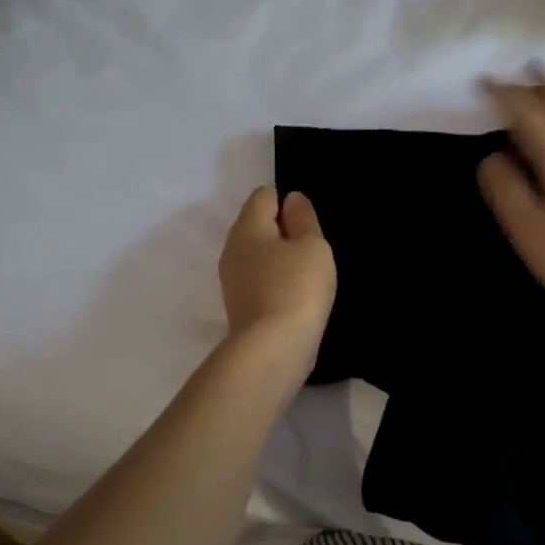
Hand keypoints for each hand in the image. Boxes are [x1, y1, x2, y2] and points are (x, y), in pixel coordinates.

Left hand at [218, 186, 336, 379]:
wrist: (272, 349)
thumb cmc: (297, 288)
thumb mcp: (312, 246)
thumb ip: (303, 219)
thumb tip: (291, 200)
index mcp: (247, 227)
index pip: (263, 195)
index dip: (288, 202)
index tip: (309, 225)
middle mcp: (232, 248)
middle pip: (257, 225)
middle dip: (283, 231)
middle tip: (312, 250)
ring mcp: (232, 280)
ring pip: (257, 255)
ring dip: (280, 259)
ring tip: (307, 275)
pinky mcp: (239, 305)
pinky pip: (259, 280)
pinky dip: (276, 282)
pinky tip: (295, 296)